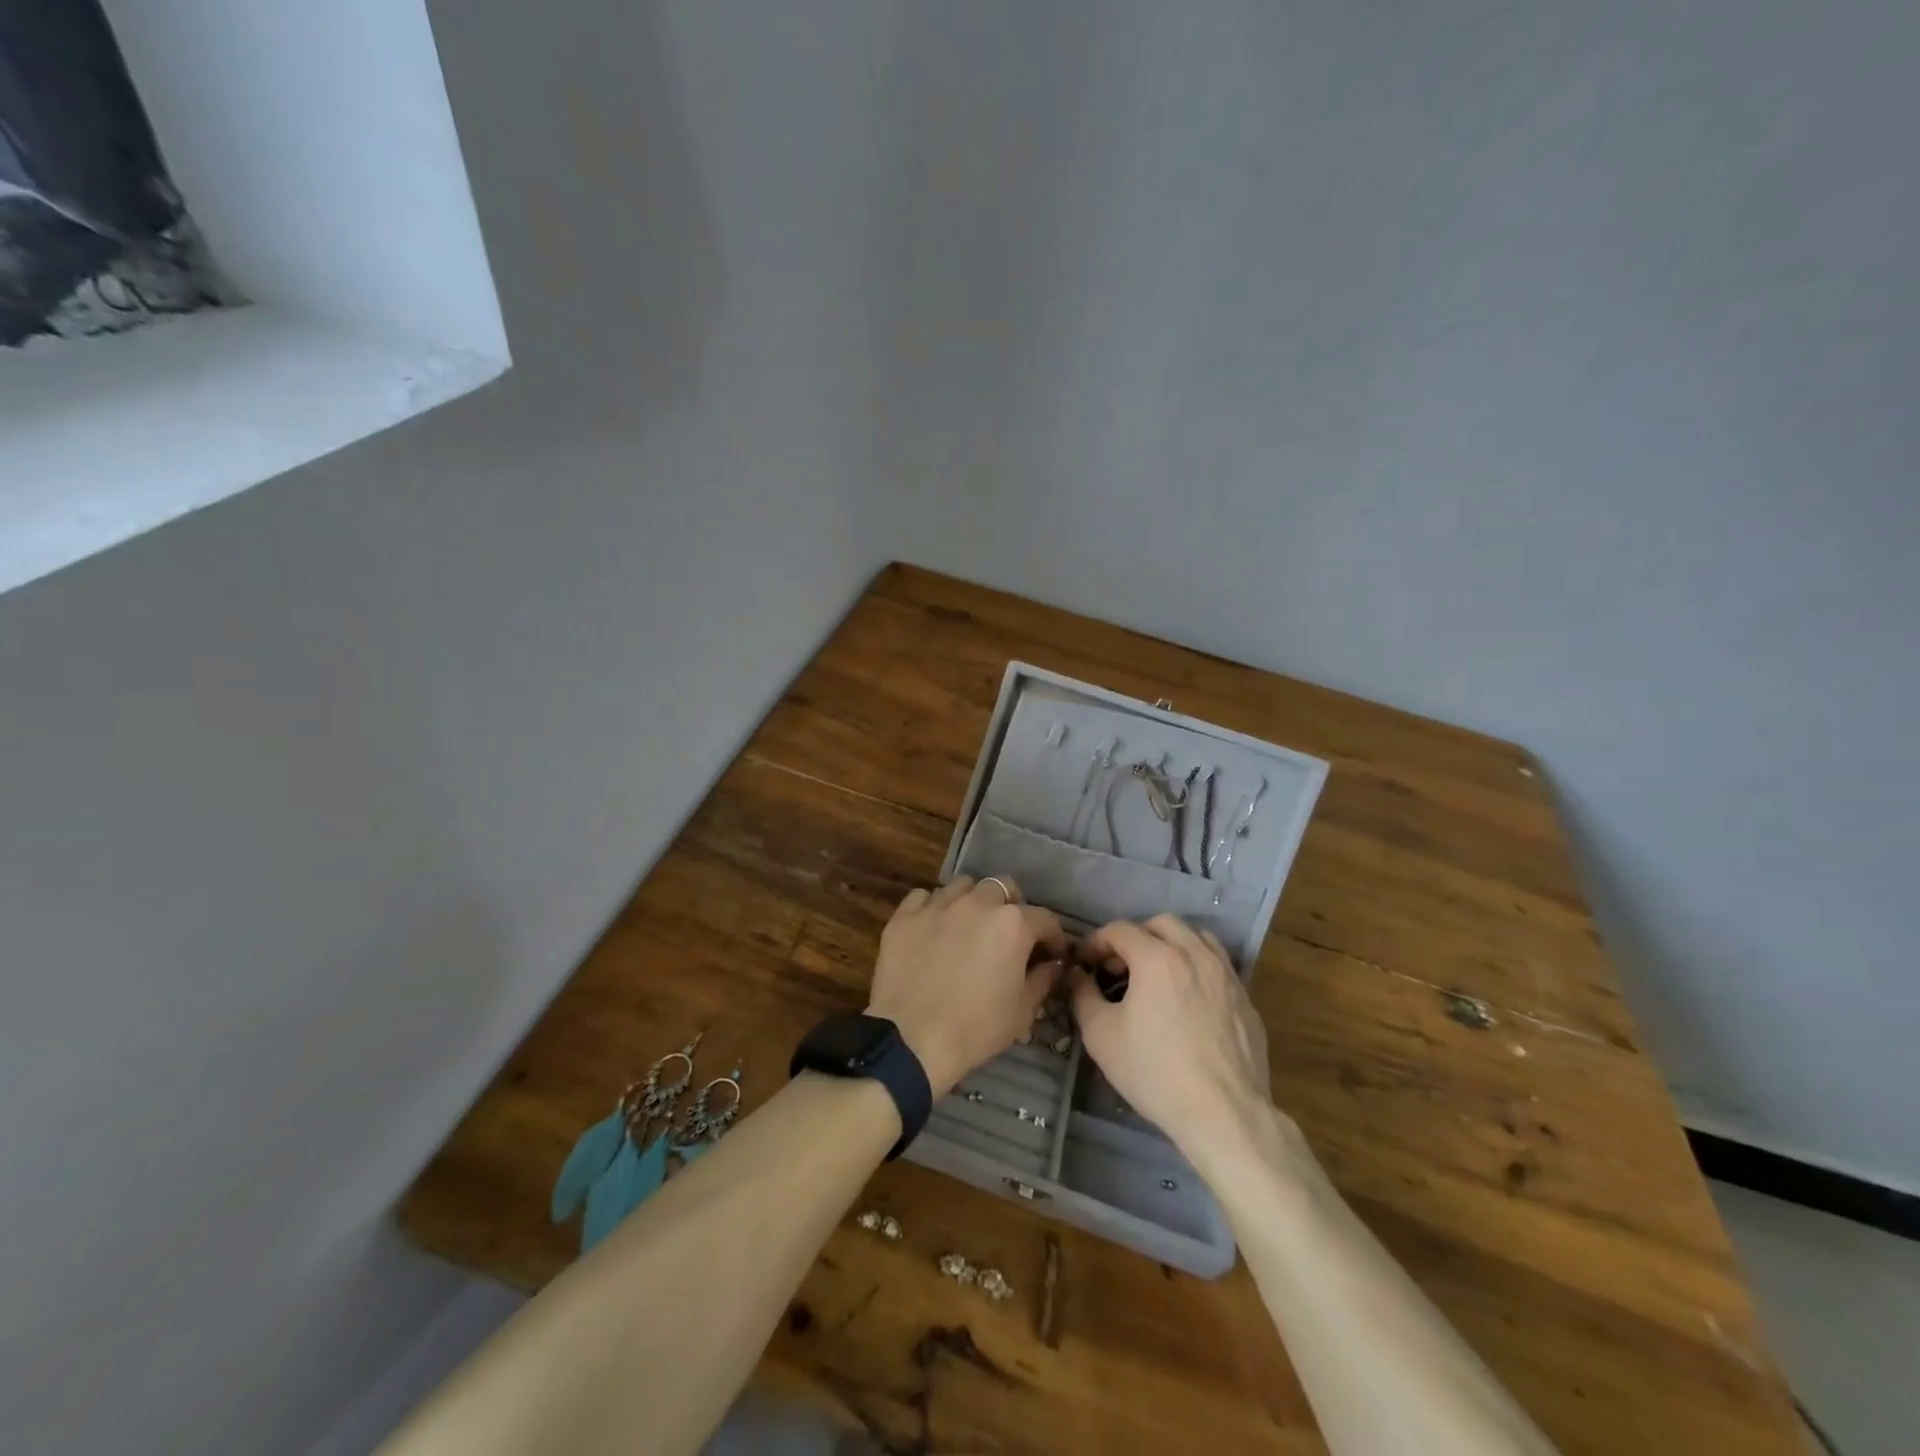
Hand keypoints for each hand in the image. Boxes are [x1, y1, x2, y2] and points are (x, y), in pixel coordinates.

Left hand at [867, 876, 1068, 1097]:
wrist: (911, 1039)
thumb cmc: (975, 1028)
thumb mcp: (1022, 1011)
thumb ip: (1043, 979)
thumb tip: (1052, 964)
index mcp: (1012, 924)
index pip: (1045, 918)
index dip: (1053, 937)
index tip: (1051, 954)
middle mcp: (977, 903)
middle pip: (1003, 888)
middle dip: (1012, 906)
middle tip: (1007, 934)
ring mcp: (938, 905)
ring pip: (963, 886)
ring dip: (973, 901)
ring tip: (968, 926)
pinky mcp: (905, 915)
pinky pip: (924, 897)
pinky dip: (933, 907)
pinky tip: (933, 928)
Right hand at [1070, 916, 1273, 1166]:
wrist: (1224, 1115)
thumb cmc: (1156, 1072)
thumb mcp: (1101, 1036)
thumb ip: (1083, 995)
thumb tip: (1078, 976)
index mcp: (1157, 958)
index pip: (1120, 929)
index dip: (1096, 942)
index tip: (1085, 963)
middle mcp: (1195, 954)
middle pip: (1162, 923)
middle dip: (1136, 937)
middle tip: (1121, 967)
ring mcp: (1226, 974)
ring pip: (1197, 937)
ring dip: (1172, 945)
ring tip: (1158, 974)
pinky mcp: (1245, 999)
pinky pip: (1218, 965)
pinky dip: (1197, 967)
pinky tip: (1188, 1000)